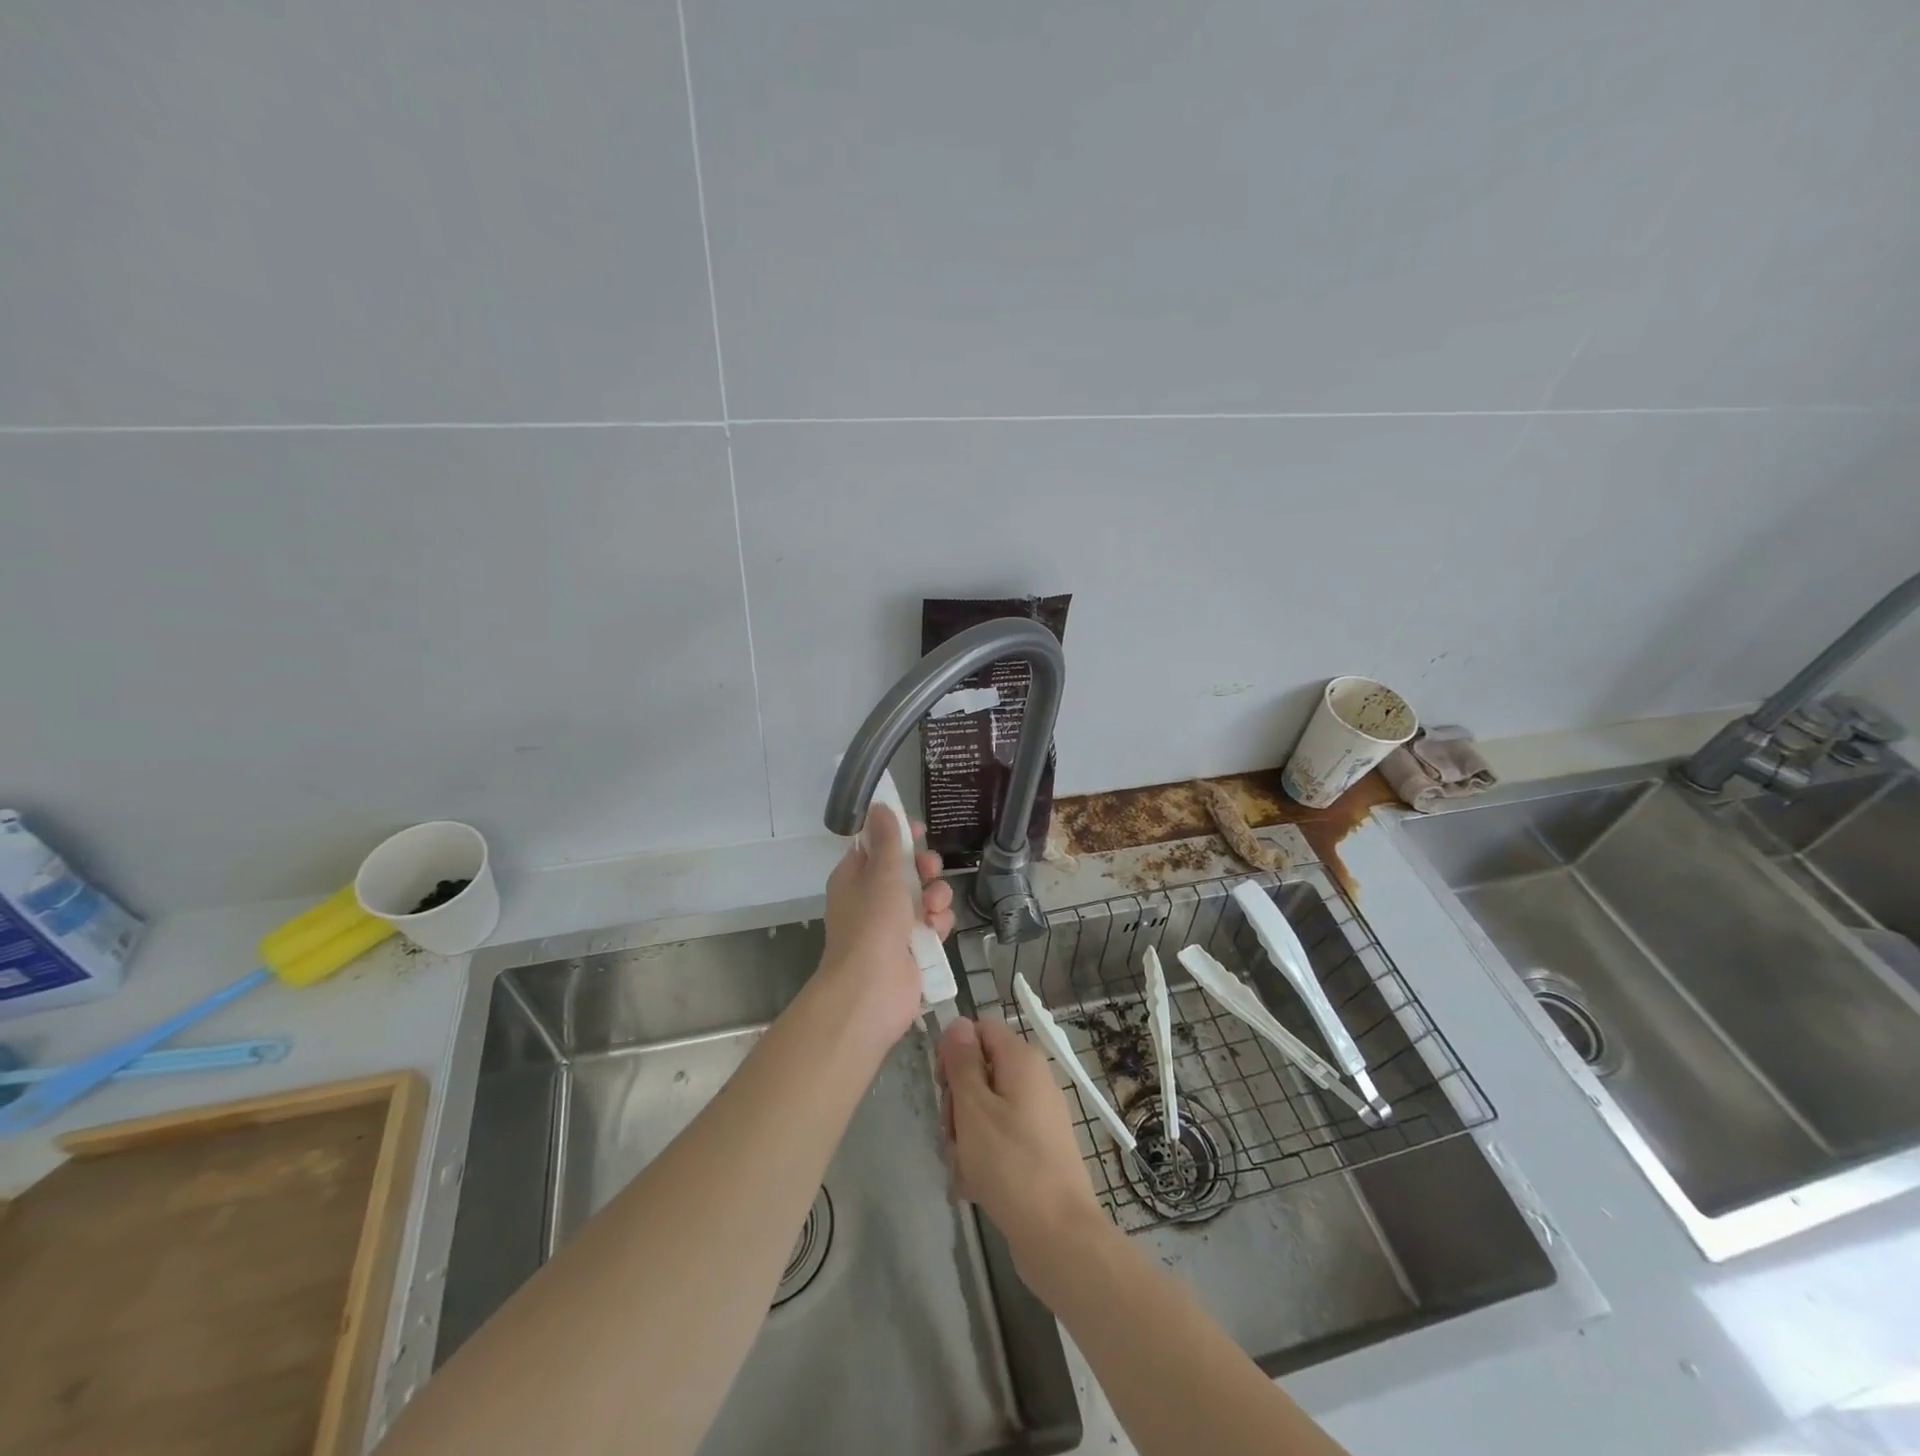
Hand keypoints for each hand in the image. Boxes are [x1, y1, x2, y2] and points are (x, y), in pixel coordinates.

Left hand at [820, 801, 954, 1039]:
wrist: (872, 990)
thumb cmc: (872, 924)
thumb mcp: (881, 874)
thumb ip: (888, 840)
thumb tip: (879, 805)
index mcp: (854, 877)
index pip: (877, 846)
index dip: (898, 836)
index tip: (918, 830)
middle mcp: (872, 899)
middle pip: (906, 870)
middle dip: (923, 867)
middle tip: (928, 870)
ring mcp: (893, 925)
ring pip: (925, 896)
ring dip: (935, 896)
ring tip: (932, 908)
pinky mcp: (913, 947)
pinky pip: (934, 923)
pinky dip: (938, 924)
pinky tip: (936, 930)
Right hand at [937, 1016, 1105, 1290]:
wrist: (1058, 1235)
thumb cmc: (1010, 1163)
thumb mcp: (974, 1107)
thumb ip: (962, 1062)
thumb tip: (958, 1023)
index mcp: (1022, 1059)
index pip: (980, 1029)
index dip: (954, 1050)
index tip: (942, 1085)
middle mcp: (1033, 1079)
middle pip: (980, 1069)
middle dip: (957, 1101)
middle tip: (951, 1133)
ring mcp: (1037, 1115)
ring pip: (985, 1108)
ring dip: (965, 1135)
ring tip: (962, 1167)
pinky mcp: (1037, 1147)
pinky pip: (999, 1137)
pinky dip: (982, 1155)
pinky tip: (972, 1185)